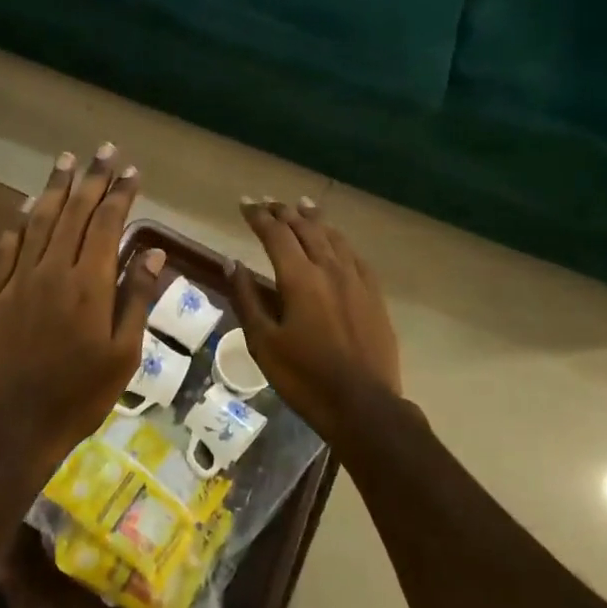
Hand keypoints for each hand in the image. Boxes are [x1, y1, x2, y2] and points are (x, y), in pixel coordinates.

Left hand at [0, 145, 164, 477]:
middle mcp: (51, 272)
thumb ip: (136, 299)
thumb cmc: (79, 397)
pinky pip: (3, 250)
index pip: (106, 225)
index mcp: (88, 285)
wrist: (12, 429)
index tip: (131, 171)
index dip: (120, 194)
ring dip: (54, 188)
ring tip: (66, 160)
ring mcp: (16, 282)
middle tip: (103, 150)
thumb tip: (154, 252)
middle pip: (73, 213)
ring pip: (37, 222)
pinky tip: (23, 207)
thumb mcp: (123, 355)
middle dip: (91, 179)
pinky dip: (15, 224)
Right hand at [229, 197, 402, 442]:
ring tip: (302, 205)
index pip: (276, 233)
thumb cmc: (304, 377)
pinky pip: (354, 255)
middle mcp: (329, 268)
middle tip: (267, 202)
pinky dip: (339, 241)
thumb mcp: (263, 342)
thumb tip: (231, 262)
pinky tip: (336, 241)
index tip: (244, 203)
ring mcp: (356, 280)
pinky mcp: (374, 295)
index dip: (258, 216)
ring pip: (333, 237)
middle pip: (305, 228)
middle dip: (284, 212)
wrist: (363, 405)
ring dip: (314, 219)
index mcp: (299, 278)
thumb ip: (247, 298)